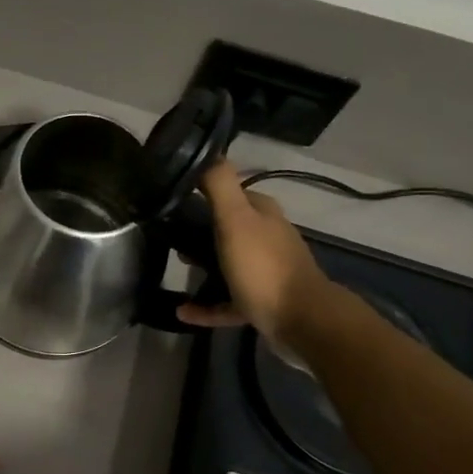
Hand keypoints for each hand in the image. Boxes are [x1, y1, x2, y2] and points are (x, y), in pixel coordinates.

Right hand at [179, 160, 336, 339]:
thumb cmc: (264, 266)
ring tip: (177, 267)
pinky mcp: (263, 303)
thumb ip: (220, 186)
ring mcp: (267, 272)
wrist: (302, 321)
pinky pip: (227, 302)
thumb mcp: (236, 220)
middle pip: (229, 229)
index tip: (173, 200)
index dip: (203, 193)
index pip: (231, 194)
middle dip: (200, 231)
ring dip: (203, 266)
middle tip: (171, 237)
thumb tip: (206, 152)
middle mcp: (267, 238)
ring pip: (228, 264)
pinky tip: (183, 311)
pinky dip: (206, 305)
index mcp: (263, 215)